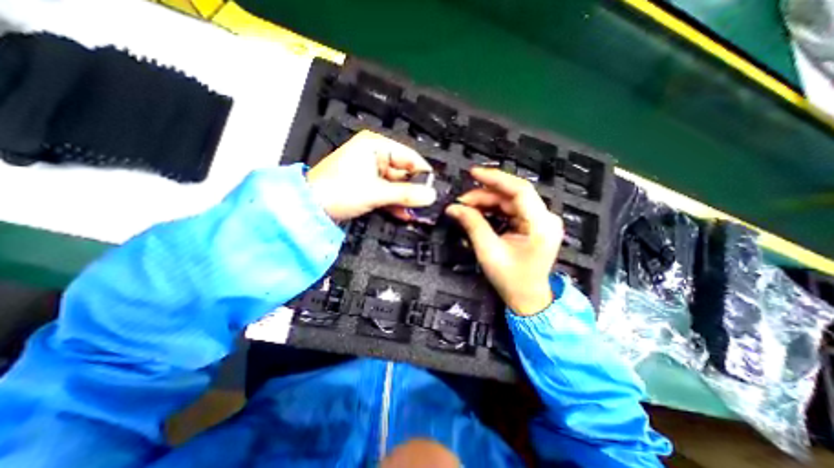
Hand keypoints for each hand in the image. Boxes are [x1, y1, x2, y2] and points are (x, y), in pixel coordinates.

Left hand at [305, 129, 436, 220]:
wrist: (309, 208)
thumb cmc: (339, 191)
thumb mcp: (376, 193)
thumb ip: (406, 194)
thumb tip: (431, 195)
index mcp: (375, 146)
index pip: (409, 157)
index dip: (423, 173)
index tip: (435, 189)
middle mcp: (374, 155)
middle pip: (403, 172)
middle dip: (414, 191)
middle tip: (427, 206)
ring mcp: (370, 172)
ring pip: (396, 185)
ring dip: (405, 200)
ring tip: (418, 214)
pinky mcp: (366, 185)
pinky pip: (386, 192)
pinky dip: (394, 203)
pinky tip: (405, 215)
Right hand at [446, 167, 563, 315]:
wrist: (527, 298)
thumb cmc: (511, 279)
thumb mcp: (488, 251)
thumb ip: (472, 225)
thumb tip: (453, 207)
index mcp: (541, 225)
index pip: (520, 191)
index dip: (496, 178)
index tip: (473, 173)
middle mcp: (545, 218)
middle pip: (512, 195)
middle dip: (485, 194)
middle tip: (461, 201)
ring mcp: (540, 220)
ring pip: (510, 201)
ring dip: (487, 202)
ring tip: (466, 207)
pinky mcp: (533, 224)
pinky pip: (511, 210)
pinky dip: (493, 209)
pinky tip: (478, 212)